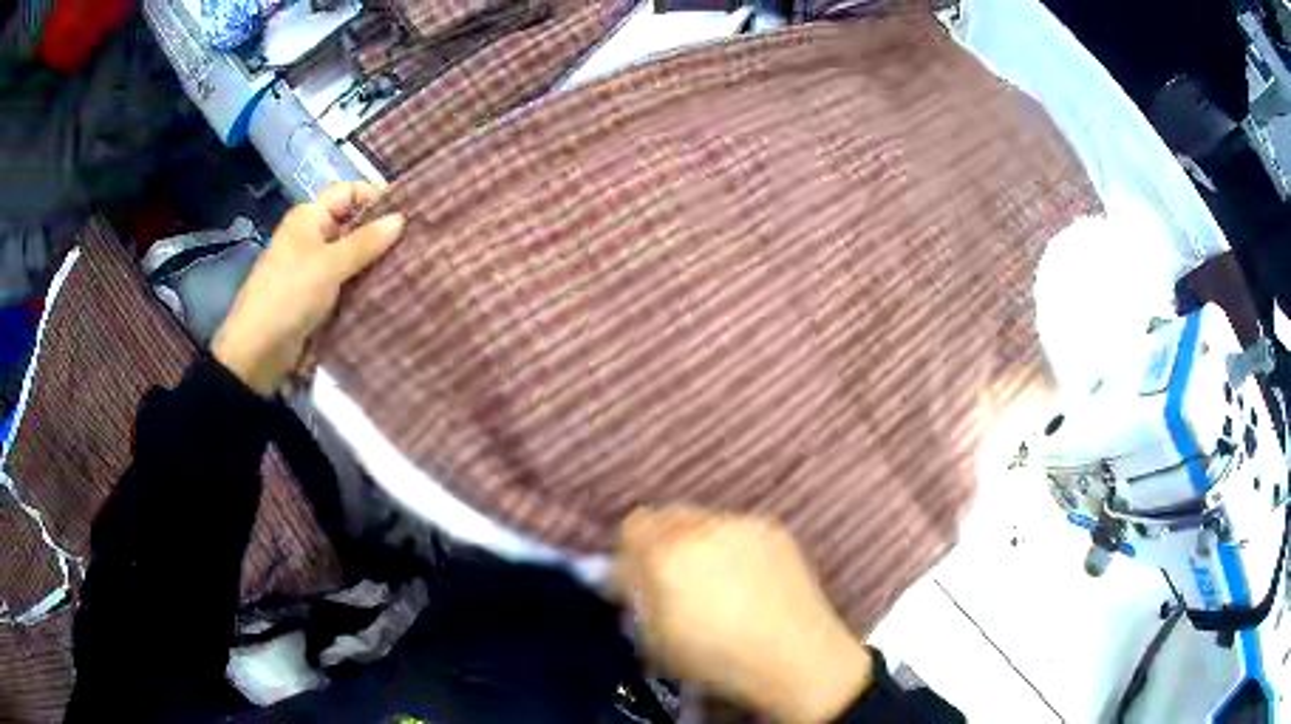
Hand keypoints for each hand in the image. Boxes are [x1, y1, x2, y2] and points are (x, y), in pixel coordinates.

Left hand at [212, 182, 404, 394]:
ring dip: (374, 259)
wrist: (257, 352)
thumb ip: (366, 242)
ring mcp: (313, 266)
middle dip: (380, 230)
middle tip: (417, 241)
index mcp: (309, 216)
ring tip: (410, 265)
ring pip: (351, 253)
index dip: (376, 197)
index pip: (349, 191)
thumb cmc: (290, 296)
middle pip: (352, 221)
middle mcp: (311, 235)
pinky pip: (346, 279)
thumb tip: (401, 219)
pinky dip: (364, 281)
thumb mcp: (329, 265)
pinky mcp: (316, 294)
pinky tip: (389, 287)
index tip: (408, 213)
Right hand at [614, 508, 872, 723]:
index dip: (631, 552)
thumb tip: (622, 571)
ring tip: (716, 580)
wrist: (797, 658)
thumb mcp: (657, 639)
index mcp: (666, 554)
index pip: (632, 526)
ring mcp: (742, 523)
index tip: (638, 576)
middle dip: (662, 542)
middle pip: (666, 516)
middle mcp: (702, 527)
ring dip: (697, 542)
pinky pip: (736, 527)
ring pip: (702, 519)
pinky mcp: (773, 528)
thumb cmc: (718, 660)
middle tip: (675, 578)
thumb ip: (634, 594)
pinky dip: (731, 545)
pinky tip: (747, 579)